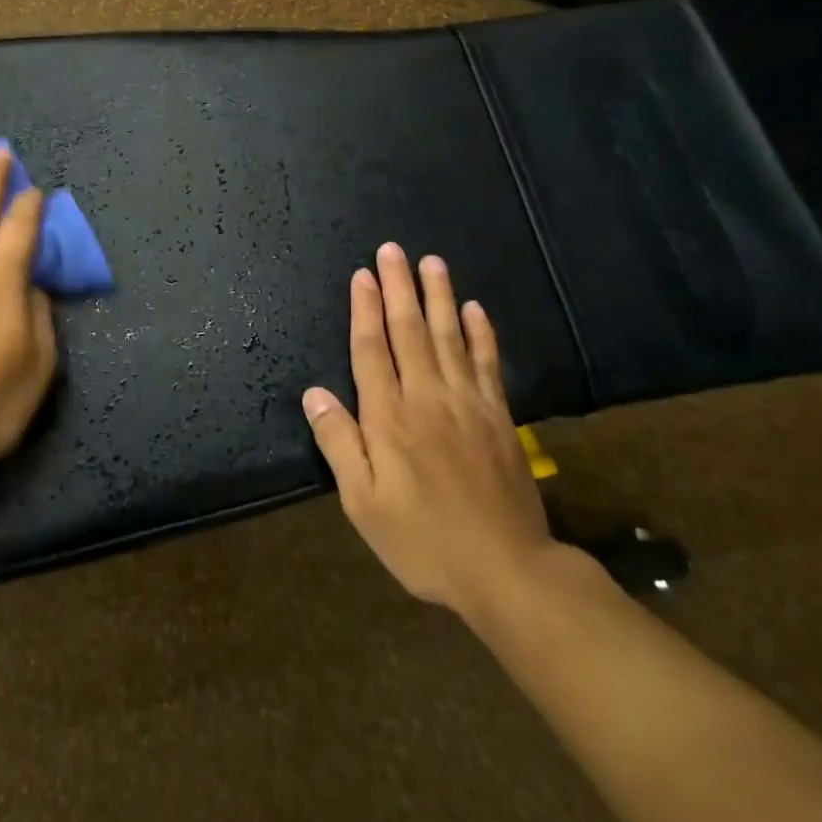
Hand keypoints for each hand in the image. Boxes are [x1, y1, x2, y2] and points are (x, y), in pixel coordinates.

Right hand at [302, 243, 557, 631]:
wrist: (509, 571)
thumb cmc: (424, 541)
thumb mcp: (364, 505)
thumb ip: (339, 444)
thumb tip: (313, 393)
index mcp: (390, 419)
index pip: (372, 350)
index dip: (364, 310)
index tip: (362, 275)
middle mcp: (427, 398)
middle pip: (410, 331)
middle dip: (399, 288)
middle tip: (392, 250)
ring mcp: (468, 404)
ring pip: (450, 337)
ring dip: (439, 297)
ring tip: (431, 262)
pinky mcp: (499, 417)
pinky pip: (488, 364)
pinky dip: (482, 334)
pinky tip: (476, 309)